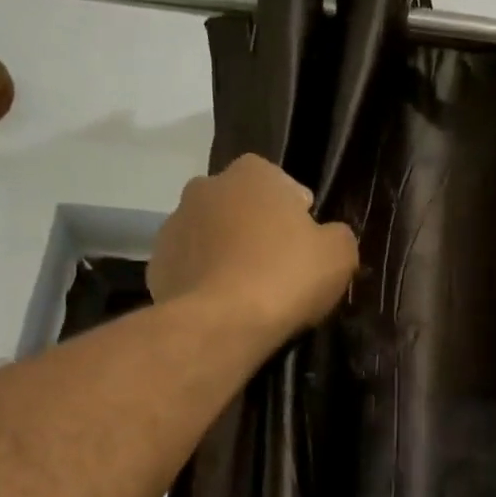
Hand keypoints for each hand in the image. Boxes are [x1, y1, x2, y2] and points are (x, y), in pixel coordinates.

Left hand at [149, 154, 359, 339]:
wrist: (220, 324)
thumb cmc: (285, 278)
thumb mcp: (339, 255)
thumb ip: (337, 235)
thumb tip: (327, 236)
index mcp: (252, 172)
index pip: (283, 187)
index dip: (298, 218)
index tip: (304, 251)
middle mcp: (206, 186)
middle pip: (242, 210)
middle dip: (256, 233)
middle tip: (277, 273)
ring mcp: (174, 224)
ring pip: (212, 238)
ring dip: (227, 256)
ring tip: (246, 295)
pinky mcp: (156, 265)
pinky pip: (191, 269)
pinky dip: (204, 282)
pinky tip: (220, 308)